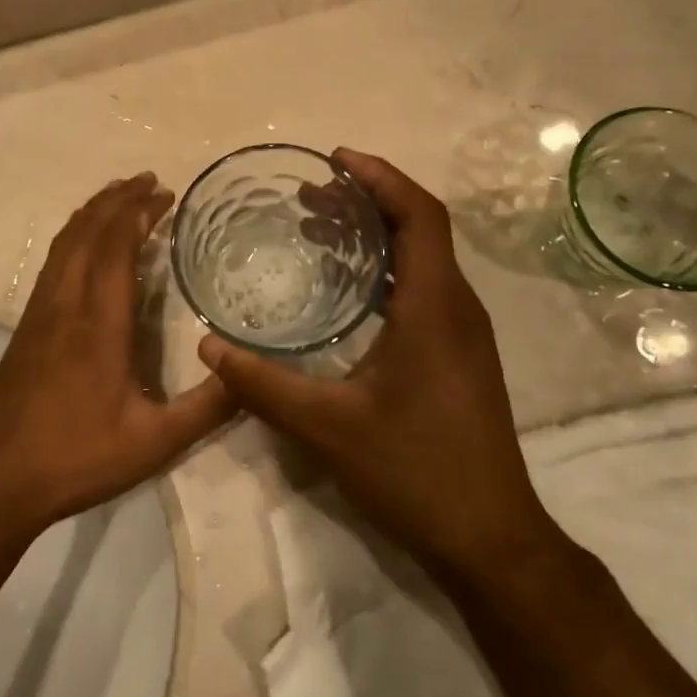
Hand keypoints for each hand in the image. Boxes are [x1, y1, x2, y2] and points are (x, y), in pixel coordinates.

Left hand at [0, 173, 234, 534]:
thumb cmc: (78, 457)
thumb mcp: (155, 442)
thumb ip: (207, 408)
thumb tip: (252, 375)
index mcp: (98, 324)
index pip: (116, 248)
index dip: (139, 213)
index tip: (165, 193)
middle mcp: (66, 305)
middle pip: (88, 233)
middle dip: (118, 200)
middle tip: (150, 181)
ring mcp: (40, 313)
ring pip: (64, 243)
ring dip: (93, 213)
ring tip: (119, 196)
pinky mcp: (26, 326)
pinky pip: (52, 262)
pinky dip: (73, 236)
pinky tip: (84, 243)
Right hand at [197, 149, 562, 583]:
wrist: (489, 537)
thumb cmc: (414, 470)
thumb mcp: (326, 427)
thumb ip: (262, 384)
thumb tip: (208, 346)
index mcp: (435, 306)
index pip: (419, 214)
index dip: (381, 177)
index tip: (335, 159)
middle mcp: (458, 308)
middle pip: (421, 227)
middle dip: (369, 200)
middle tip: (311, 193)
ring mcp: (464, 333)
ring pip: (424, 258)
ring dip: (378, 234)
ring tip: (321, 226)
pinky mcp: (460, 356)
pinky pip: (425, 288)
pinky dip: (387, 269)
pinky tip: (348, 290)